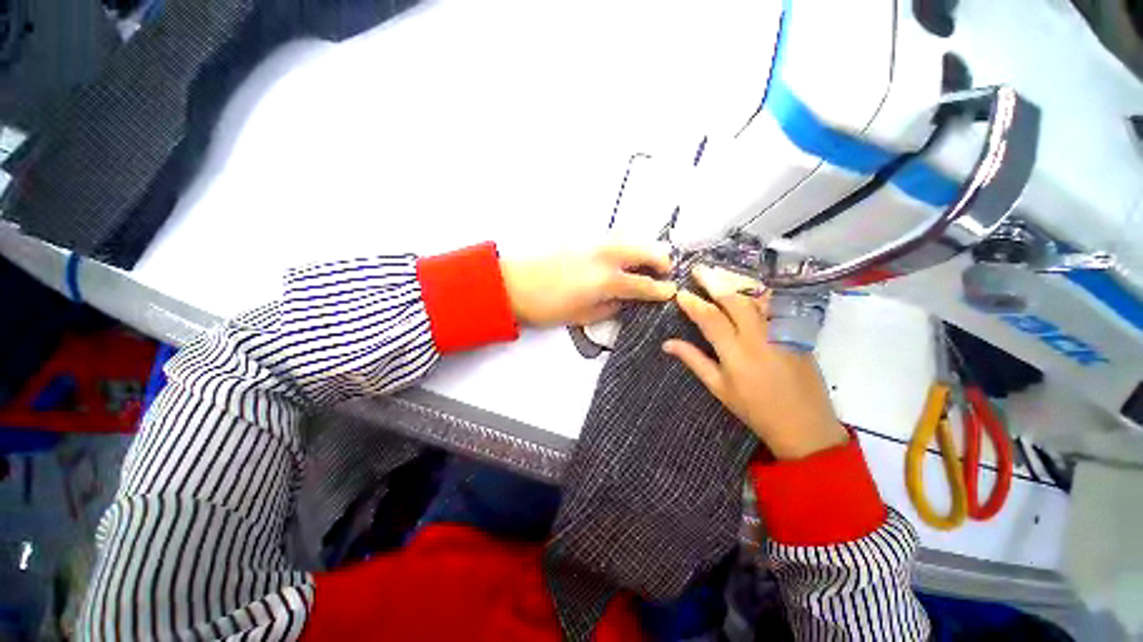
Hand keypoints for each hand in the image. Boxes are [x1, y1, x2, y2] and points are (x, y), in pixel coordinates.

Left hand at [500, 241, 676, 326]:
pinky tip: (622, 256)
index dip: (661, 290)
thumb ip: (609, 308)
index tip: (671, 292)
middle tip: (664, 272)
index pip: (644, 284)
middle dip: (661, 260)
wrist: (512, 283)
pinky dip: (626, 244)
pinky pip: (614, 236)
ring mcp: (594, 242)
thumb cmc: (547, 306)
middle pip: (646, 249)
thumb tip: (625, 301)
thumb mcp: (582, 316)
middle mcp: (606, 255)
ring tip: (646, 263)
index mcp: (607, 280)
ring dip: (644, 249)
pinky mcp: (583, 238)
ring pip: (631, 238)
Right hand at [662, 266, 848, 459]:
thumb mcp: (719, 388)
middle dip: (713, 282)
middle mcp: (759, 337)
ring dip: (736, 283)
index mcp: (736, 353)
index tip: (680, 293)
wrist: (804, 424)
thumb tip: (667, 344)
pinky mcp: (797, 332)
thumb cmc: (754, 409)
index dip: (693, 303)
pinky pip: (776, 305)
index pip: (710, 318)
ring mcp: (781, 332)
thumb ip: (694, 360)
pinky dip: (760, 292)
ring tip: (720, 274)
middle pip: (734, 300)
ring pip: (757, 298)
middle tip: (698, 270)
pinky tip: (750, 287)